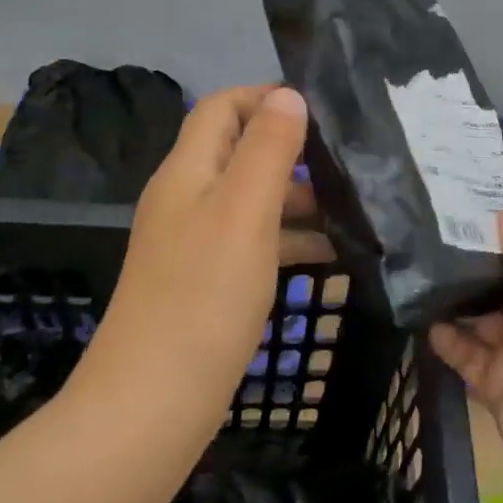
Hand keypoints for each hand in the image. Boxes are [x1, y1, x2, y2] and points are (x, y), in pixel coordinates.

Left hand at [87, 85, 326, 423]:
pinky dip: (289, 239)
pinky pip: (252, 242)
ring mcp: (194, 242)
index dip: (265, 97)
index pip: (221, 107)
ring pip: (251, 199)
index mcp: (188, 171)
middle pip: (239, 151)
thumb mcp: (244, 212)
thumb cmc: (203, 297)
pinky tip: (330, 256)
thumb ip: (267, 149)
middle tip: (347, 163)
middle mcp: (186, 198)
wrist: (151, 406)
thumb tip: (287, 95)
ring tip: (351, 209)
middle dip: (291, 150)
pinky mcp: (206, 282)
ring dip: (297, 197)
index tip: (321, 110)